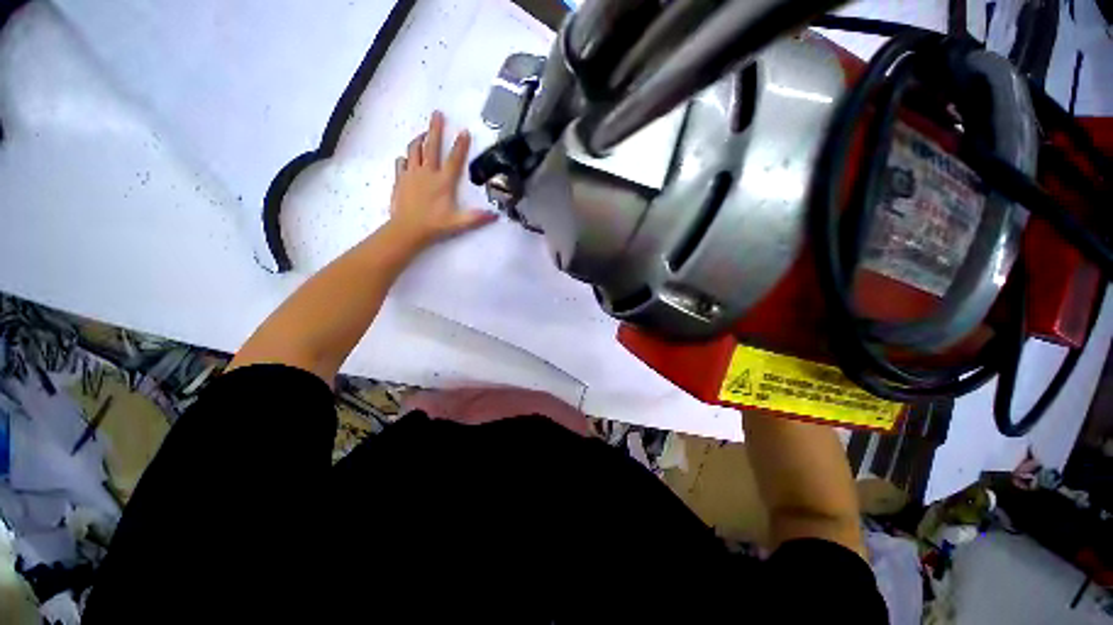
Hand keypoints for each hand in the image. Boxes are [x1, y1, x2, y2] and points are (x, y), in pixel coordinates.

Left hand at [387, 111, 496, 247]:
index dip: (460, 145)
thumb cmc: (435, 225)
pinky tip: (407, 158)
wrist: (407, 229)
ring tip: (423, 133)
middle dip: (435, 128)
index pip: (454, 160)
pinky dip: (405, 158)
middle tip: (437, 114)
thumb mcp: (459, 223)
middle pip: (431, 146)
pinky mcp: (400, 179)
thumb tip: (495, 216)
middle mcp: (427, 173)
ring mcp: (411, 174)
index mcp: (443, 182)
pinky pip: (401, 163)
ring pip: (414, 150)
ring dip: (419, 139)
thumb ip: (477, 218)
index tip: (464, 131)